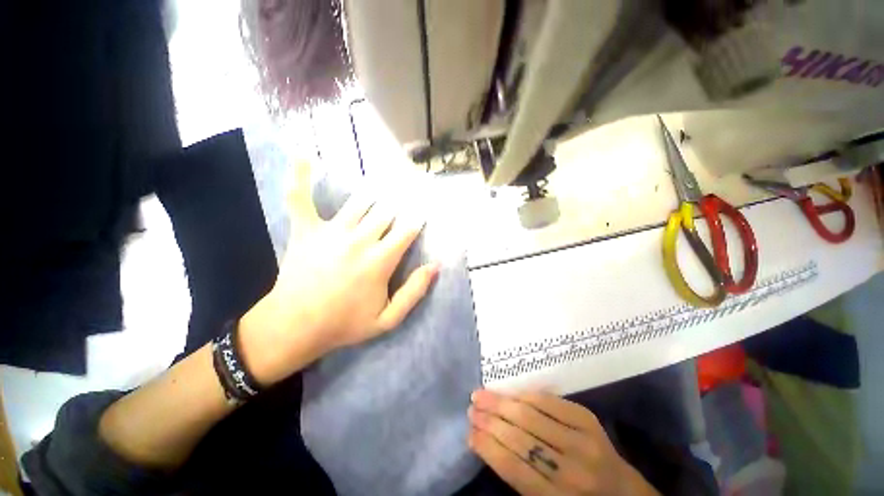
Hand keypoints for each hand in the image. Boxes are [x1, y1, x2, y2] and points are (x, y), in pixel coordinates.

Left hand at [239, 159, 438, 384]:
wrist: (294, 326)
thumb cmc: (344, 324)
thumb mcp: (387, 319)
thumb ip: (414, 292)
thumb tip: (434, 266)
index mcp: (380, 260)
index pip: (407, 230)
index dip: (418, 217)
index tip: (425, 208)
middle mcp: (359, 240)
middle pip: (387, 211)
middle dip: (401, 200)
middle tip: (411, 185)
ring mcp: (331, 231)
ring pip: (359, 201)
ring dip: (375, 191)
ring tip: (385, 178)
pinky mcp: (306, 229)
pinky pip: (301, 198)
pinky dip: (302, 177)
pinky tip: (304, 156)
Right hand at [468, 390, 659, 495]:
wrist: (623, 492)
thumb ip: (520, 477)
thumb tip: (485, 442)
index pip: (514, 469)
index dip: (488, 447)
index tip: (469, 432)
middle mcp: (573, 471)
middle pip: (521, 438)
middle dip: (491, 420)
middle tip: (471, 407)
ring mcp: (584, 441)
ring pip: (532, 416)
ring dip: (502, 404)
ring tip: (481, 396)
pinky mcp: (588, 419)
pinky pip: (549, 402)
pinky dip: (525, 396)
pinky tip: (509, 394)